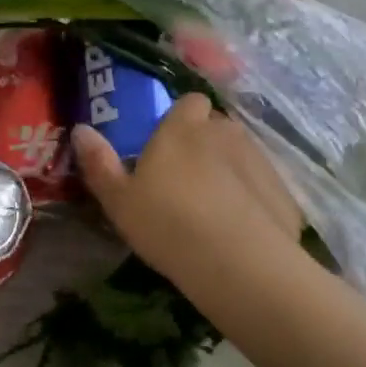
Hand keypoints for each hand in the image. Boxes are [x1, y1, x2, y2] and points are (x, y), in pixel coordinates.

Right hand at [72, 93, 308, 290]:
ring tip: (213, 204)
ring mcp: (260, 161)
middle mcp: (225, 133)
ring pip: (241, 153)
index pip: (189, 101)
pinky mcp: (284, 193)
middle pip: (216, 125)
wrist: (239, 265)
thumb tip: (81, 129)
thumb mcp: (118, 200)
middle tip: (184, 175)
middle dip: (204, 141)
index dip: (181, 116)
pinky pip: (263, 186)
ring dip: (229, 168)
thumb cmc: (168, 223)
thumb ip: (99, 162)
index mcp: (183, 128)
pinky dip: (253, 198)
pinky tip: (240, 228)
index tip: (167, 140)